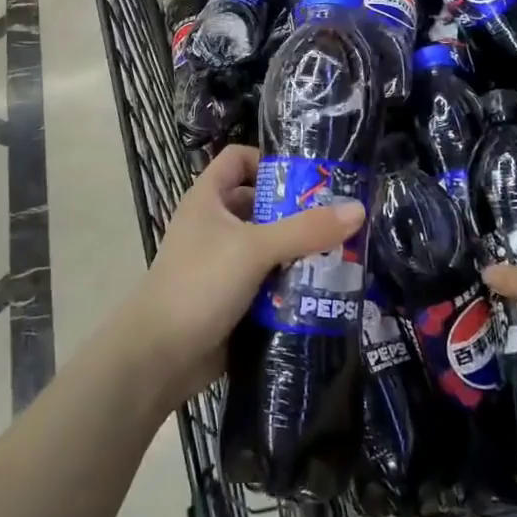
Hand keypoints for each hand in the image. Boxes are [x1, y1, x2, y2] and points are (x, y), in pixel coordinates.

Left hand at [123, 145, 363, 412]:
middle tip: (339, 218)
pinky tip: (323, 288)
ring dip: (299, 250)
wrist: (158, 358)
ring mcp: (222, 263)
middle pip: (260, 203)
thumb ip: (305, 230)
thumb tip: (359, 209)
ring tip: (342, 253)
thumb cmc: (199, 284)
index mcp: (208, 198)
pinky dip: (291, 282)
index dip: (269, 159)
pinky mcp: (232, 298)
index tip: (308, 175)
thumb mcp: (254, 249)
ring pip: (268, 245)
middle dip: (297, 211)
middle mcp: (214, 224)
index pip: (238, 158)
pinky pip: (268, 281)